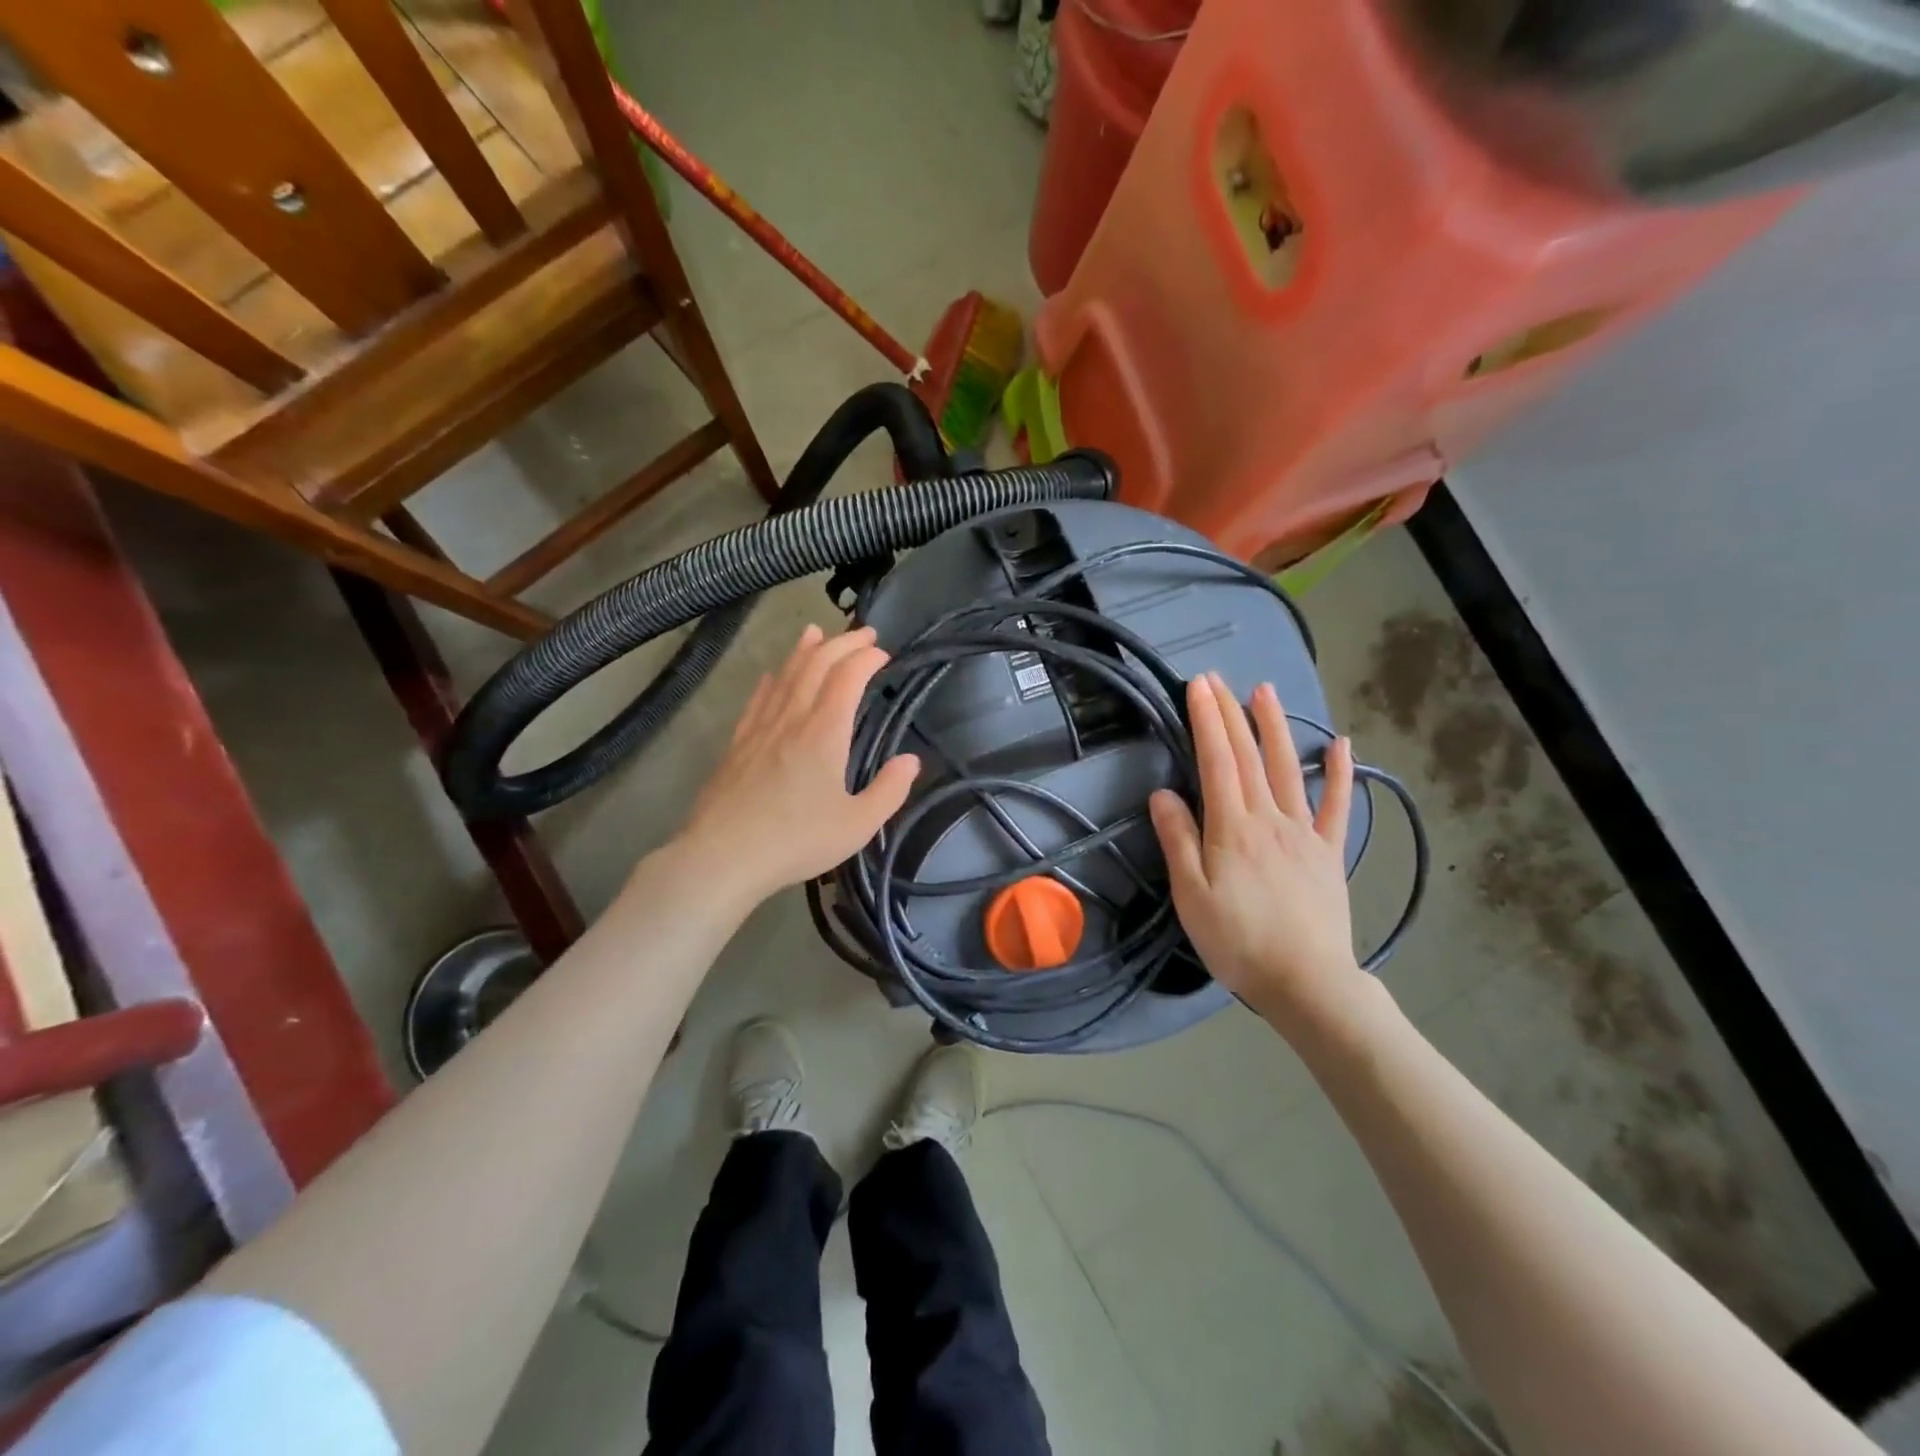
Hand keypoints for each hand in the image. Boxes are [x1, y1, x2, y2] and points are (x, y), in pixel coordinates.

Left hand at [676, 623, 918, 904]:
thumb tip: (911, 761)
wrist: (723, 857)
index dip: (866, 657)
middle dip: (842, 643)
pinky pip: (758, 700)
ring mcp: (760, 729)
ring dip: (804, 651)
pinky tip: (771, 676)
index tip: (883, 653)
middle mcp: (791, 719)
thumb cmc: (796, 842)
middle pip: (815, 665)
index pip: (847, 677)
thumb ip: (889, 790)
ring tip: (816, 632)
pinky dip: (771, 680)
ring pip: (784, 675)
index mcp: (824, 733)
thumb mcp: (857, 825)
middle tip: (863, 633)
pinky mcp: (737, 744)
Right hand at [1148, 673, 1361, 1023]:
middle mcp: (1270, 819)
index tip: (1197, 686)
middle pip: (1248, 756)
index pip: (1216, 761)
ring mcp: (1304, 833)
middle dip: (1230, 713)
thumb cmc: (1238, 941)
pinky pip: (1336, 806)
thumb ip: (1179, 841)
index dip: (1206, 720)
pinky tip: (1341, 744)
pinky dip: (1340, 773)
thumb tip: (1163, 793)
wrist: (1307, 982)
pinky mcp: (1329, 852)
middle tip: (1217, 678)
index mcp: (1232, 828)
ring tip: (1264, 691)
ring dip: (1275, 727)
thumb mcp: (1192, 896)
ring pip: (1287, 769)